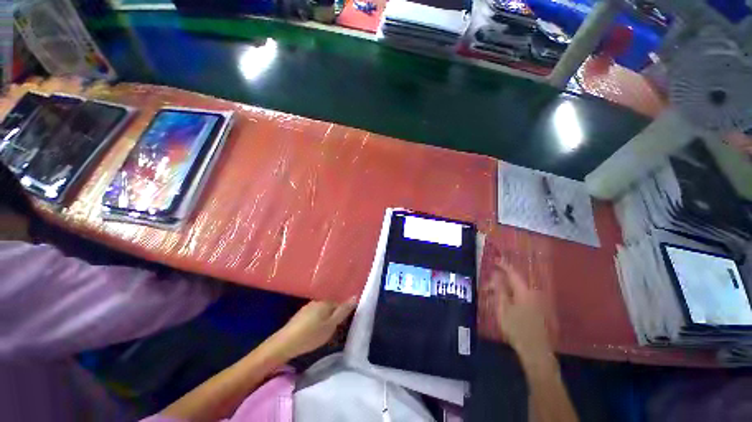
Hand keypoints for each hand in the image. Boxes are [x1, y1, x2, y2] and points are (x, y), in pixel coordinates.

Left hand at [271, 300, 355, 359]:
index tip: (342, 325)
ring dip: (325, 320)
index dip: (343, 314)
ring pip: (322, 312)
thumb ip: (343, 311)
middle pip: (331, 307)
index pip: (340, 303)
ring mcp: (307, 307)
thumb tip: (355, 296)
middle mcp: (317, 301)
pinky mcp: (300, 315)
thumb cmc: (311, 335)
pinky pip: (314, 316)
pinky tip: (313, 333)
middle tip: (333, 332)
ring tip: (323, 334)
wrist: (284, 344)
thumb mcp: (331, 325)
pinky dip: (316, 322)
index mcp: (326, 302)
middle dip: (333, 317)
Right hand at [485, 259, 551, 357]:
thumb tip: (496, 275)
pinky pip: (520, 297)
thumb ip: (500, 289)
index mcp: (525, 292)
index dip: (503, 265)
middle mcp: (532, 294)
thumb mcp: (503, 308)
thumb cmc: (517, 329)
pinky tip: (502, 302)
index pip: (513, 273)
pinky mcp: (536, 310)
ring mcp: (536, 303)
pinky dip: (510, 296)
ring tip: (491, 295)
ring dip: (504, 289)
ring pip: (517, 290)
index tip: (494, 259)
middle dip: (500, 281)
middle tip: (486, 285)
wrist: (535, 351)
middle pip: (514, 282)